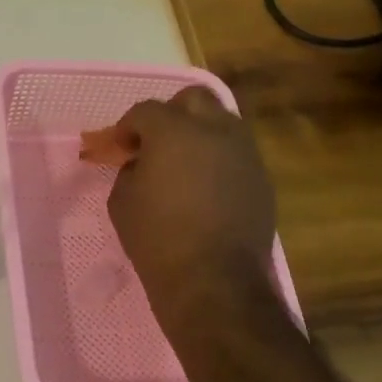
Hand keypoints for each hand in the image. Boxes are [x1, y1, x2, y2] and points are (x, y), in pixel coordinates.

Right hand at [106, 86, 278, 322]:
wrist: (215, 282)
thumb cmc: (158, 239)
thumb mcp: (122, 202)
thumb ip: (129, 171)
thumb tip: (142, 163)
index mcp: (174, 130)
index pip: (145, 110)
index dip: (127, 126)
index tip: (119, 147)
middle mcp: (215, 130)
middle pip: (194, 100)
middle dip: (171, 114)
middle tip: (156, 143)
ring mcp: (245, 153)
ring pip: (222, 123)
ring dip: (200, 134)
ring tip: (184, 164)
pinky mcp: (262, 179)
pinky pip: (237, 155)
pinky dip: (219, 161)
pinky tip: (207, 189)